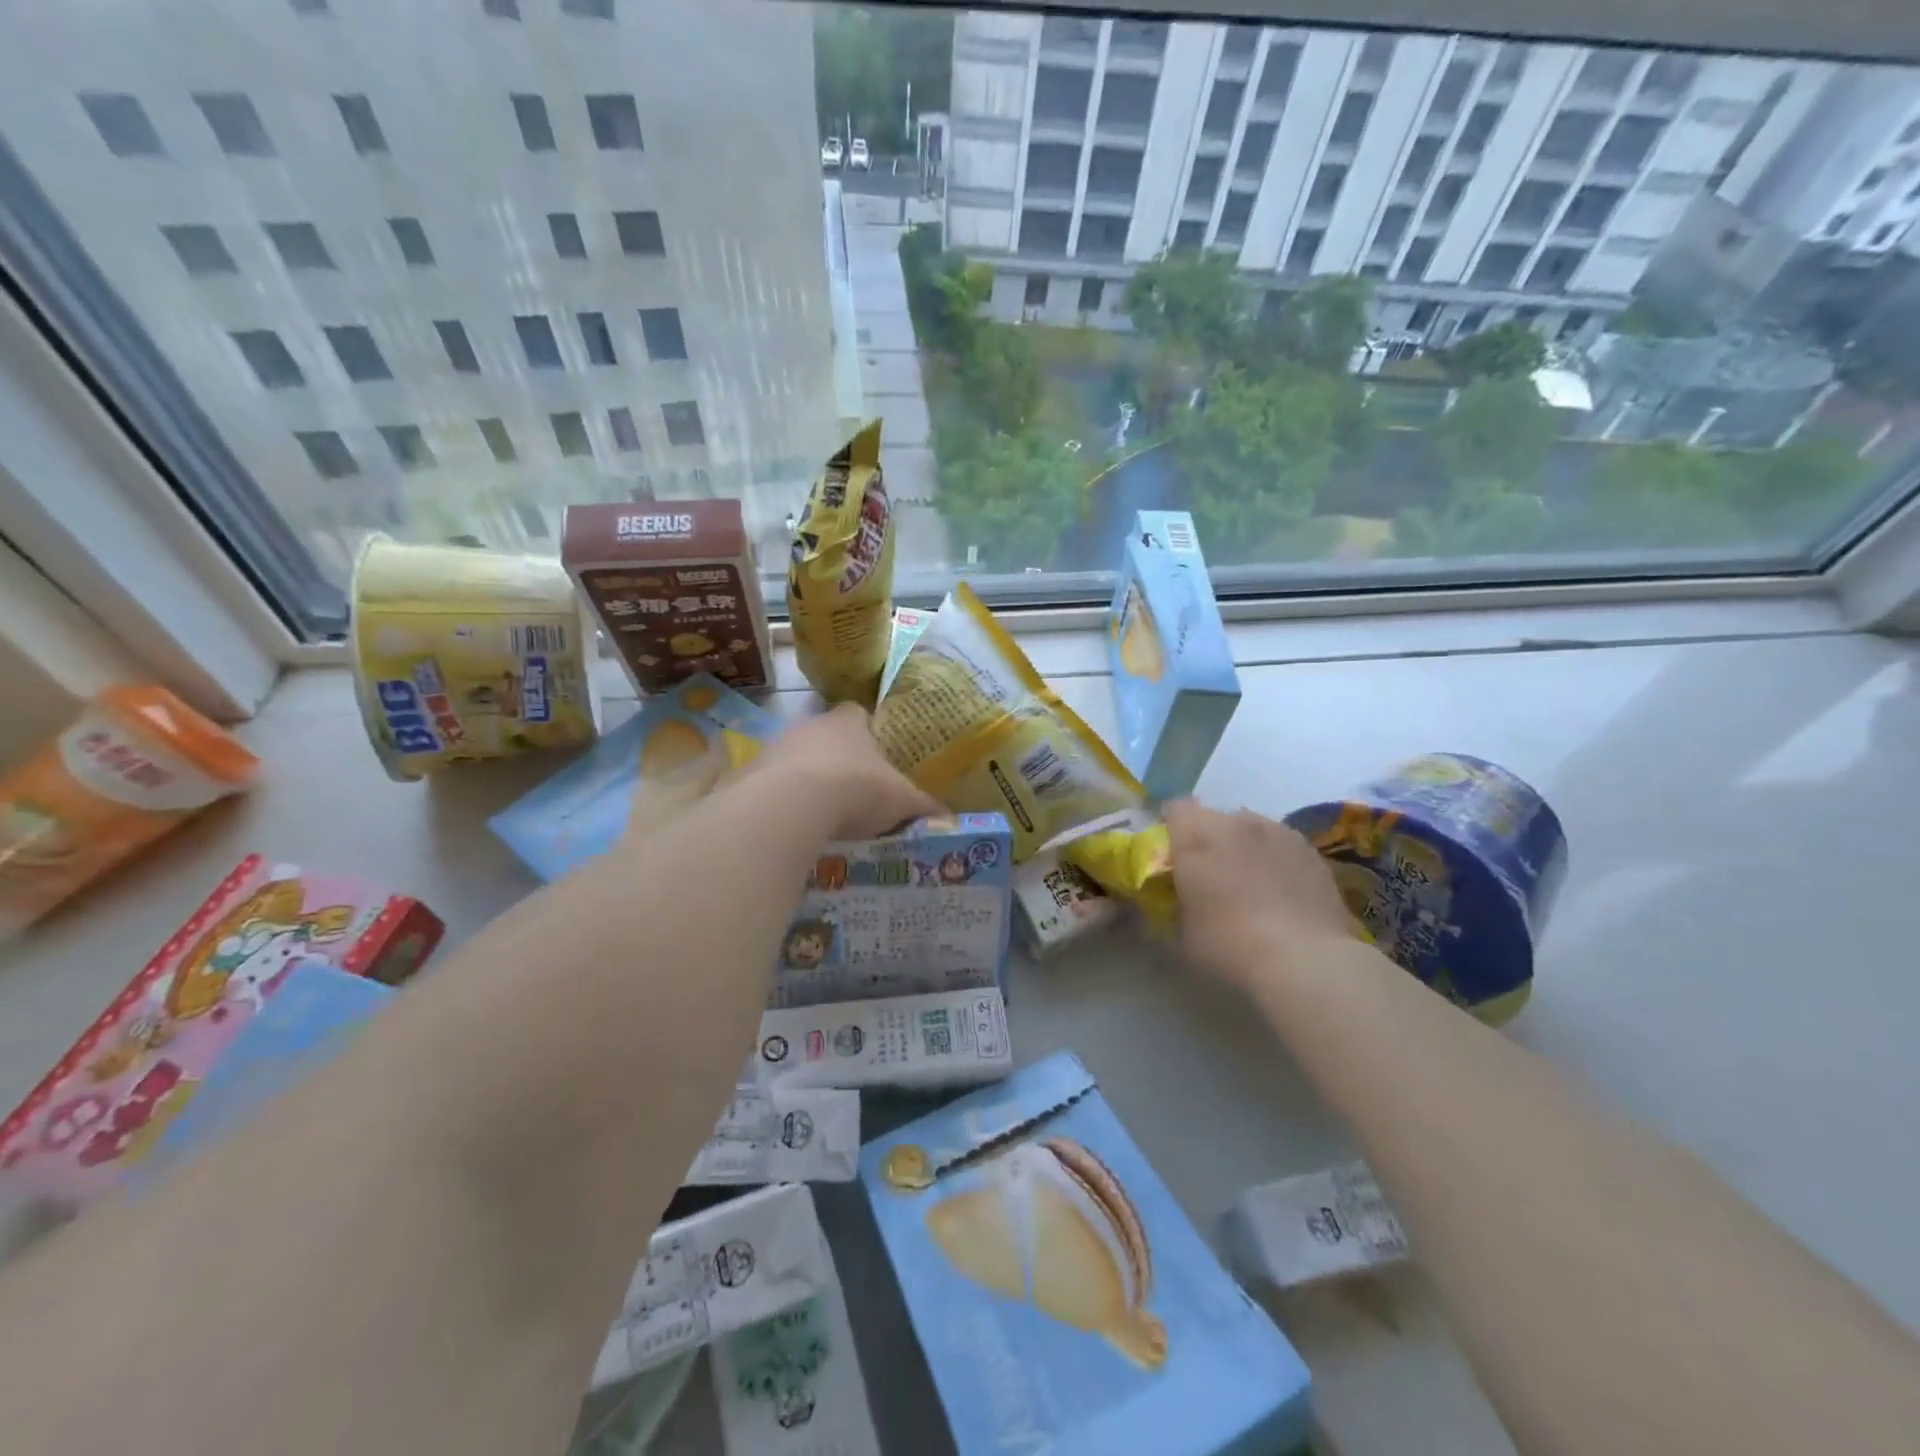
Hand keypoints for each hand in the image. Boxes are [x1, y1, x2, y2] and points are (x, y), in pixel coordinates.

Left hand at [752, 702, 942, 839]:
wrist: (791, 805)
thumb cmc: (856, 789)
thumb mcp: (901, 801)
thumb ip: (923, 806)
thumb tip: (949, 817)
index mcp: (848, 722)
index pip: (857, 713)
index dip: (866, 729)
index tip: (874, 752)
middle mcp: (809, 725)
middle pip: (823, 735)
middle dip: (835, 757)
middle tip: (850, 788)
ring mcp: (775, 747)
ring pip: (793, 759)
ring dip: (804, 778)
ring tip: (820, 813)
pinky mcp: (749, 774)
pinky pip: (768, 785)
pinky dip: (780, 800)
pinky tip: (792, 825)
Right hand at [1165, 799, 1361, 993]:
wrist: (1304, 961)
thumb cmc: (1229, 945)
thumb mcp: (1180, 934)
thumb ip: (1171, 904)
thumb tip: (1171, 899)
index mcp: (1196, 836)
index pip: (1175, 809)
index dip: (1171, 829)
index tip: (1172, 855)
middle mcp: (1235, 822)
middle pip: (1213, 817)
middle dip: (1207, 838)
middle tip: (1208, 873)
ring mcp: (1277, 831)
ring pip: (1248, 827)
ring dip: (1242, 845)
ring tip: (1248, 881)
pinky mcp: (1309, 849)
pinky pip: (1279, 844)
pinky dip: (1273, 858)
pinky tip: (1279, 891)